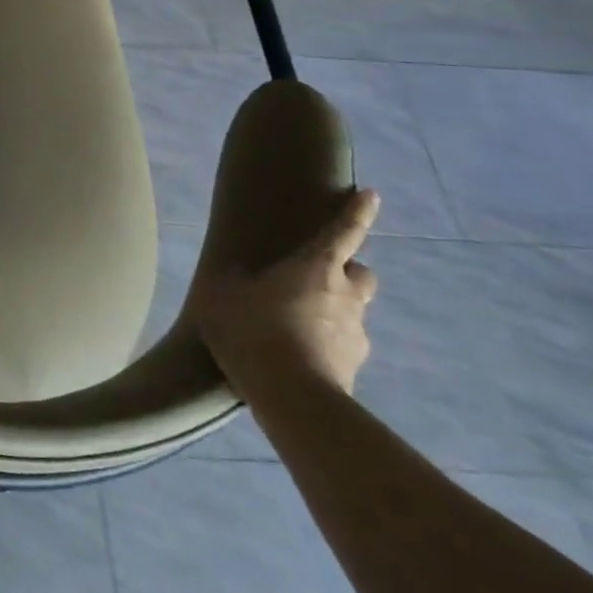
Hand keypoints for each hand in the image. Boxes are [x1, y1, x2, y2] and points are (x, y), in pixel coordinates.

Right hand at [190, 188, 380, 401]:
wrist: (292, 398)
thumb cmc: (255, 331)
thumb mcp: (222, 295)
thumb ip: (231, 279)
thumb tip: (235, 273)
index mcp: (316, 268)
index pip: (343, 232)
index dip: (356, 211)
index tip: (371, 195)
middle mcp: (345, 296)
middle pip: (361, 274)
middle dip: (346, 272)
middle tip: (316, 277)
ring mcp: (355, 335)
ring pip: (352, 311)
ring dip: (333, 311)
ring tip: (296, 324)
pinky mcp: (354, 369)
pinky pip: (342, 346)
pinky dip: (326, 345)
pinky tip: (298, 356)